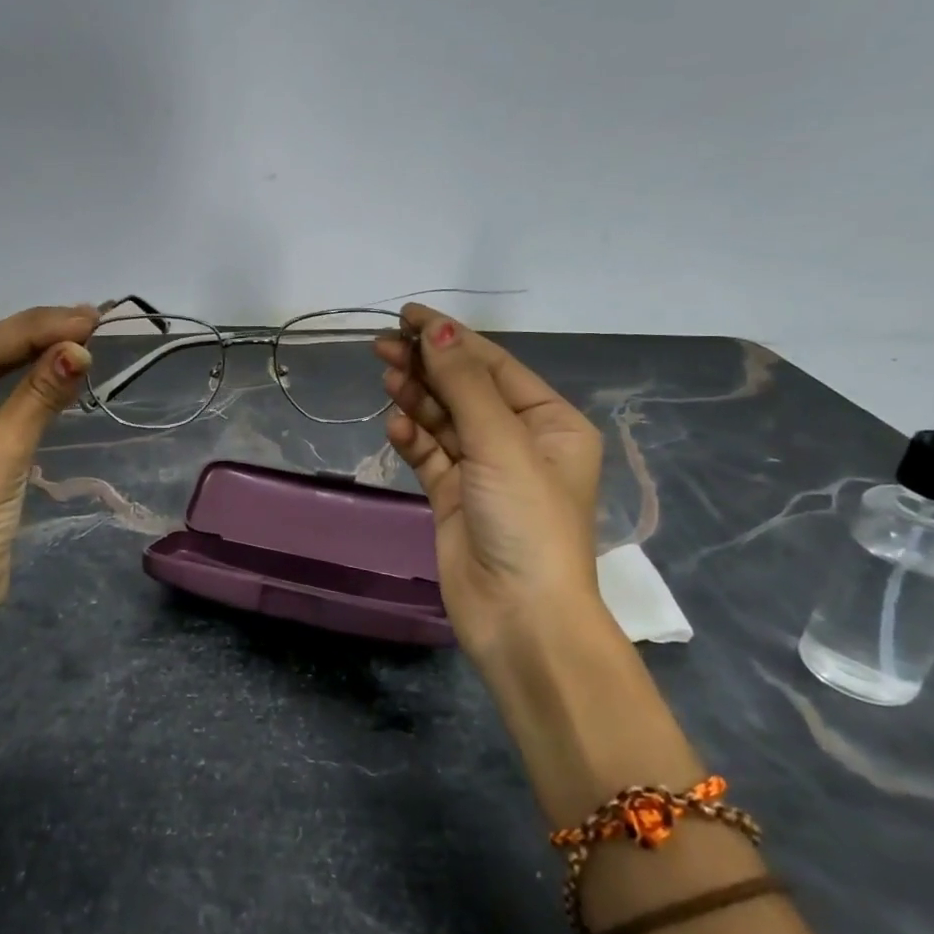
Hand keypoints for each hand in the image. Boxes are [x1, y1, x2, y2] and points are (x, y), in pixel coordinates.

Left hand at [0, 305, 97, 624]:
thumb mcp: (3, 450)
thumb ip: (40, 394)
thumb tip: (80, 349)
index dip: (35, 330)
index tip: (87, 316)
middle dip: (37, 339)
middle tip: (92, 319)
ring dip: (36, 358)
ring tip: (83, 334)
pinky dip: (28, 387)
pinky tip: (58, 366)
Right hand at [374, 303, 608, 657]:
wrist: (520, 617)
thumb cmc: (526, 520)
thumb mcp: (500, 443)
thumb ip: (464, 384)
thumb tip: (435, 329)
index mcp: (550, 423)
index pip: (494, 366)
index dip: (451, 338)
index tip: (407, 315)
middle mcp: (520, 442)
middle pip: (466, 390)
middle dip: (428, 365)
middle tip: (383, 345)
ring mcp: (485, 472)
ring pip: (444, 421)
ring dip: (417, 398)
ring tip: (386, 376)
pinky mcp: (455, 498)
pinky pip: (431, 455)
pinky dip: (413, 437)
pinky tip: (395, 424)